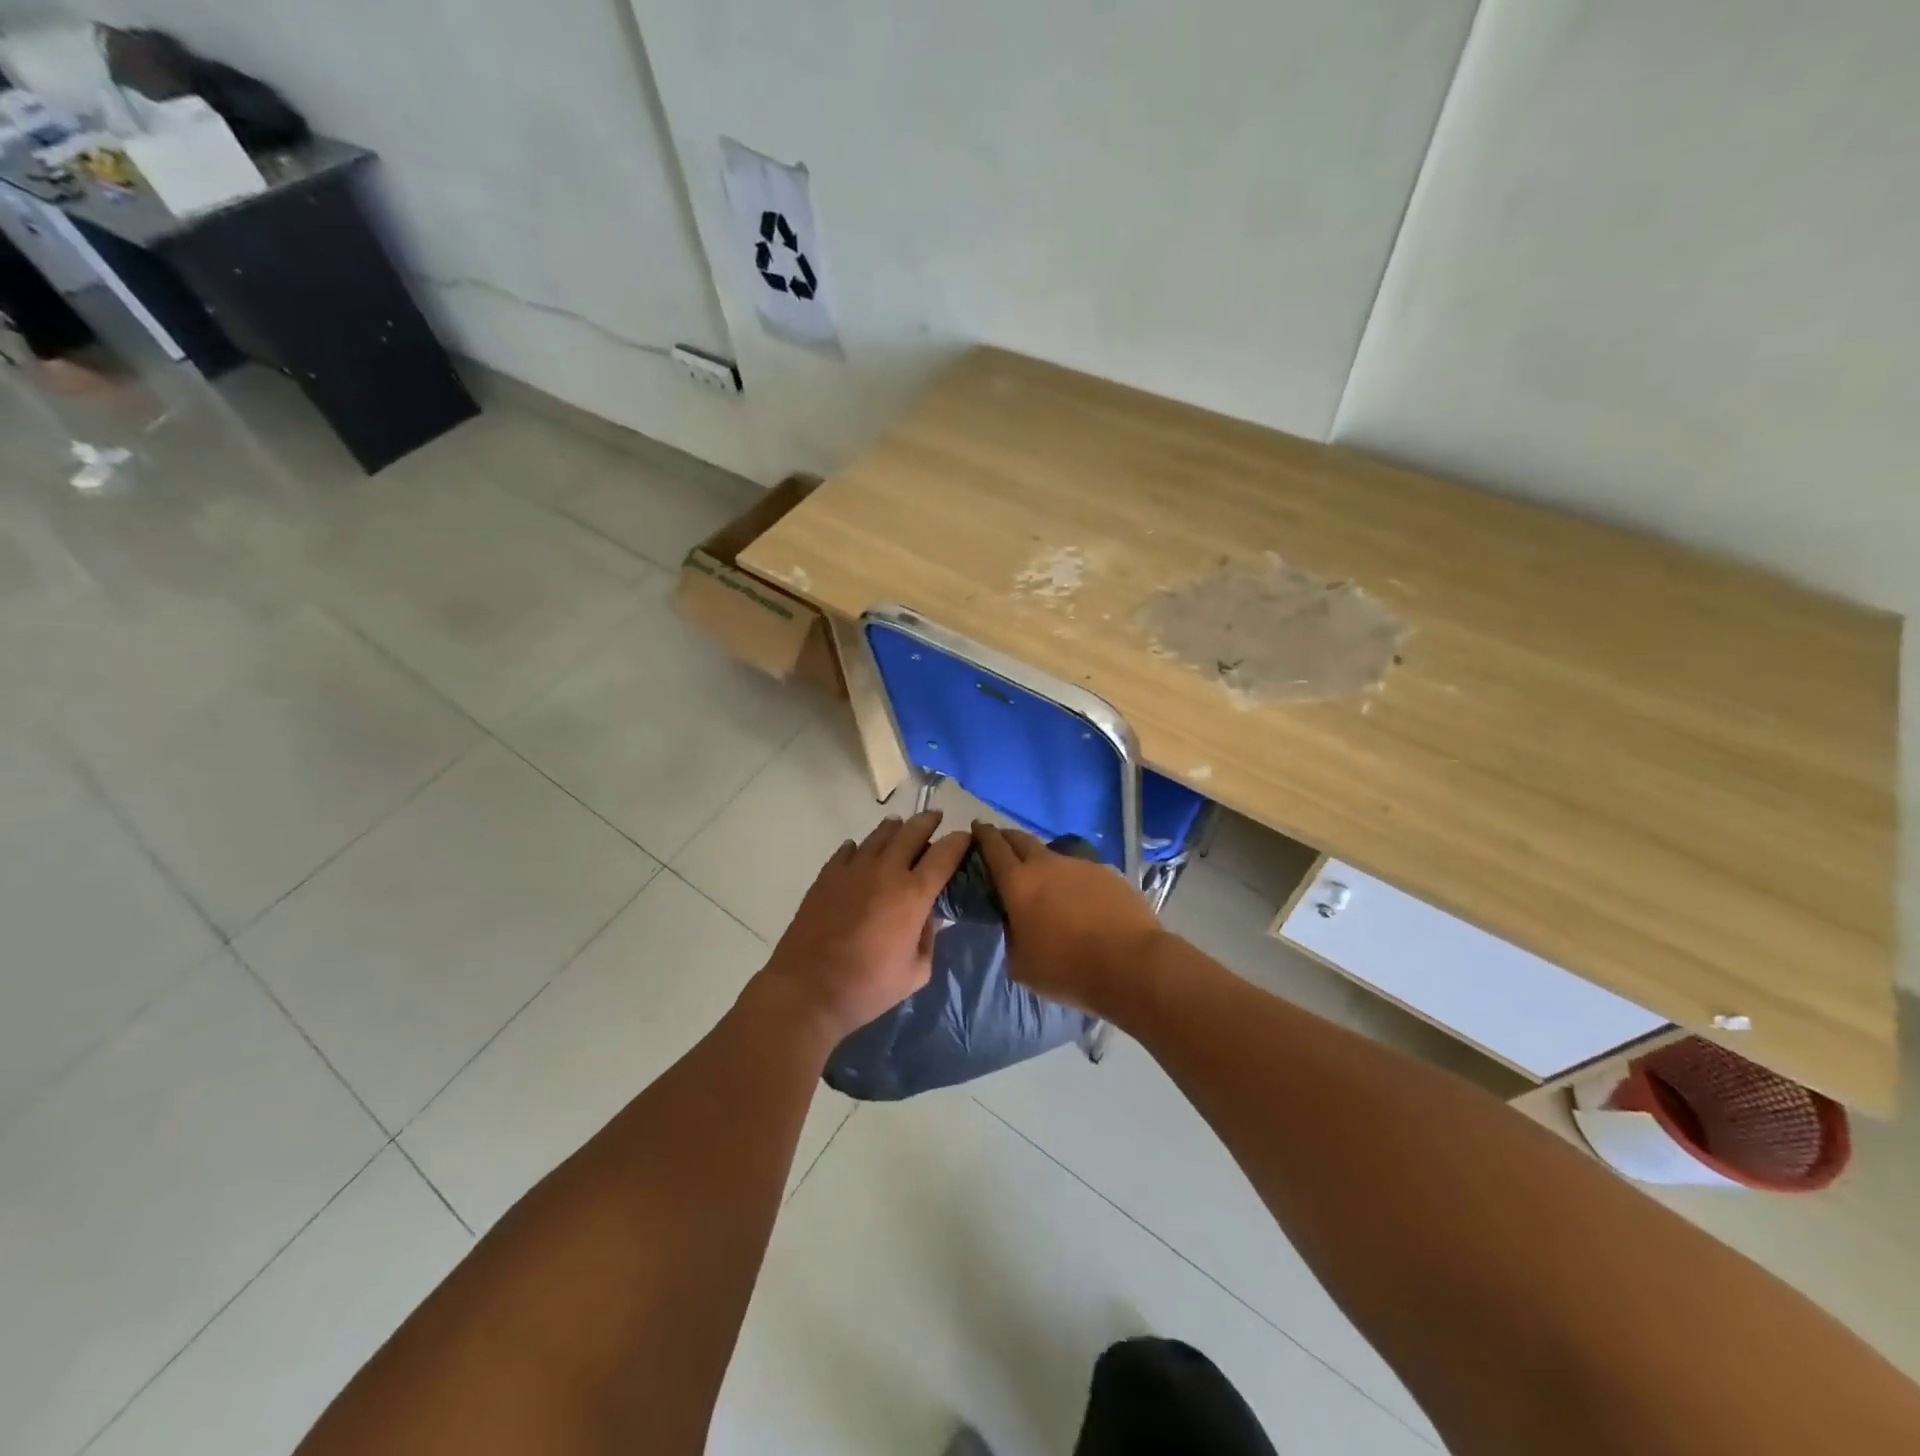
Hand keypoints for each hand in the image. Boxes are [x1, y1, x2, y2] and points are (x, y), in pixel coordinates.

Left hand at [756, 810, 971, 1044]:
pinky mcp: (827, 875)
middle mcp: (886, 871)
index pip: (945, 854)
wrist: (807, 989)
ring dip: (896, 828)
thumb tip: (929, 916)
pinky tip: (859, 851)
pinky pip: (848, 850)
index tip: (965, 838)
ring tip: (901, 827)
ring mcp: (853, 869)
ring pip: (880, 834)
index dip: (959, 841)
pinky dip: (859, 847)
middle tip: (936, 817)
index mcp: (914, 894)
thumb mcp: (915, 972)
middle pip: (912, 831)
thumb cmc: (868, 987)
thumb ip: (929, 938)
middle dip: (928, 821)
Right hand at [972, 822, 1164, 1017]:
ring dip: (1041, 860)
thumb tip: (1017, 923)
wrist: (1131, 964)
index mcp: (1018, 883)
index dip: (982, 835)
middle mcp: (1047, 864)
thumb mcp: (1022, 964)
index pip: (993, 847)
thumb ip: (1012, 935)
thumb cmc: (1067, 970)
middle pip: (1021, 838)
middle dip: (1007, 838)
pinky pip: (1080, 869)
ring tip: (1043, 879)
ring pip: (1052, 853)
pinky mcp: (1107, 872)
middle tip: (1001, 846)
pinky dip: (1071, 878)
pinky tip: (1079, 898)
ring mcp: (1080, 865)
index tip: (976, 827)